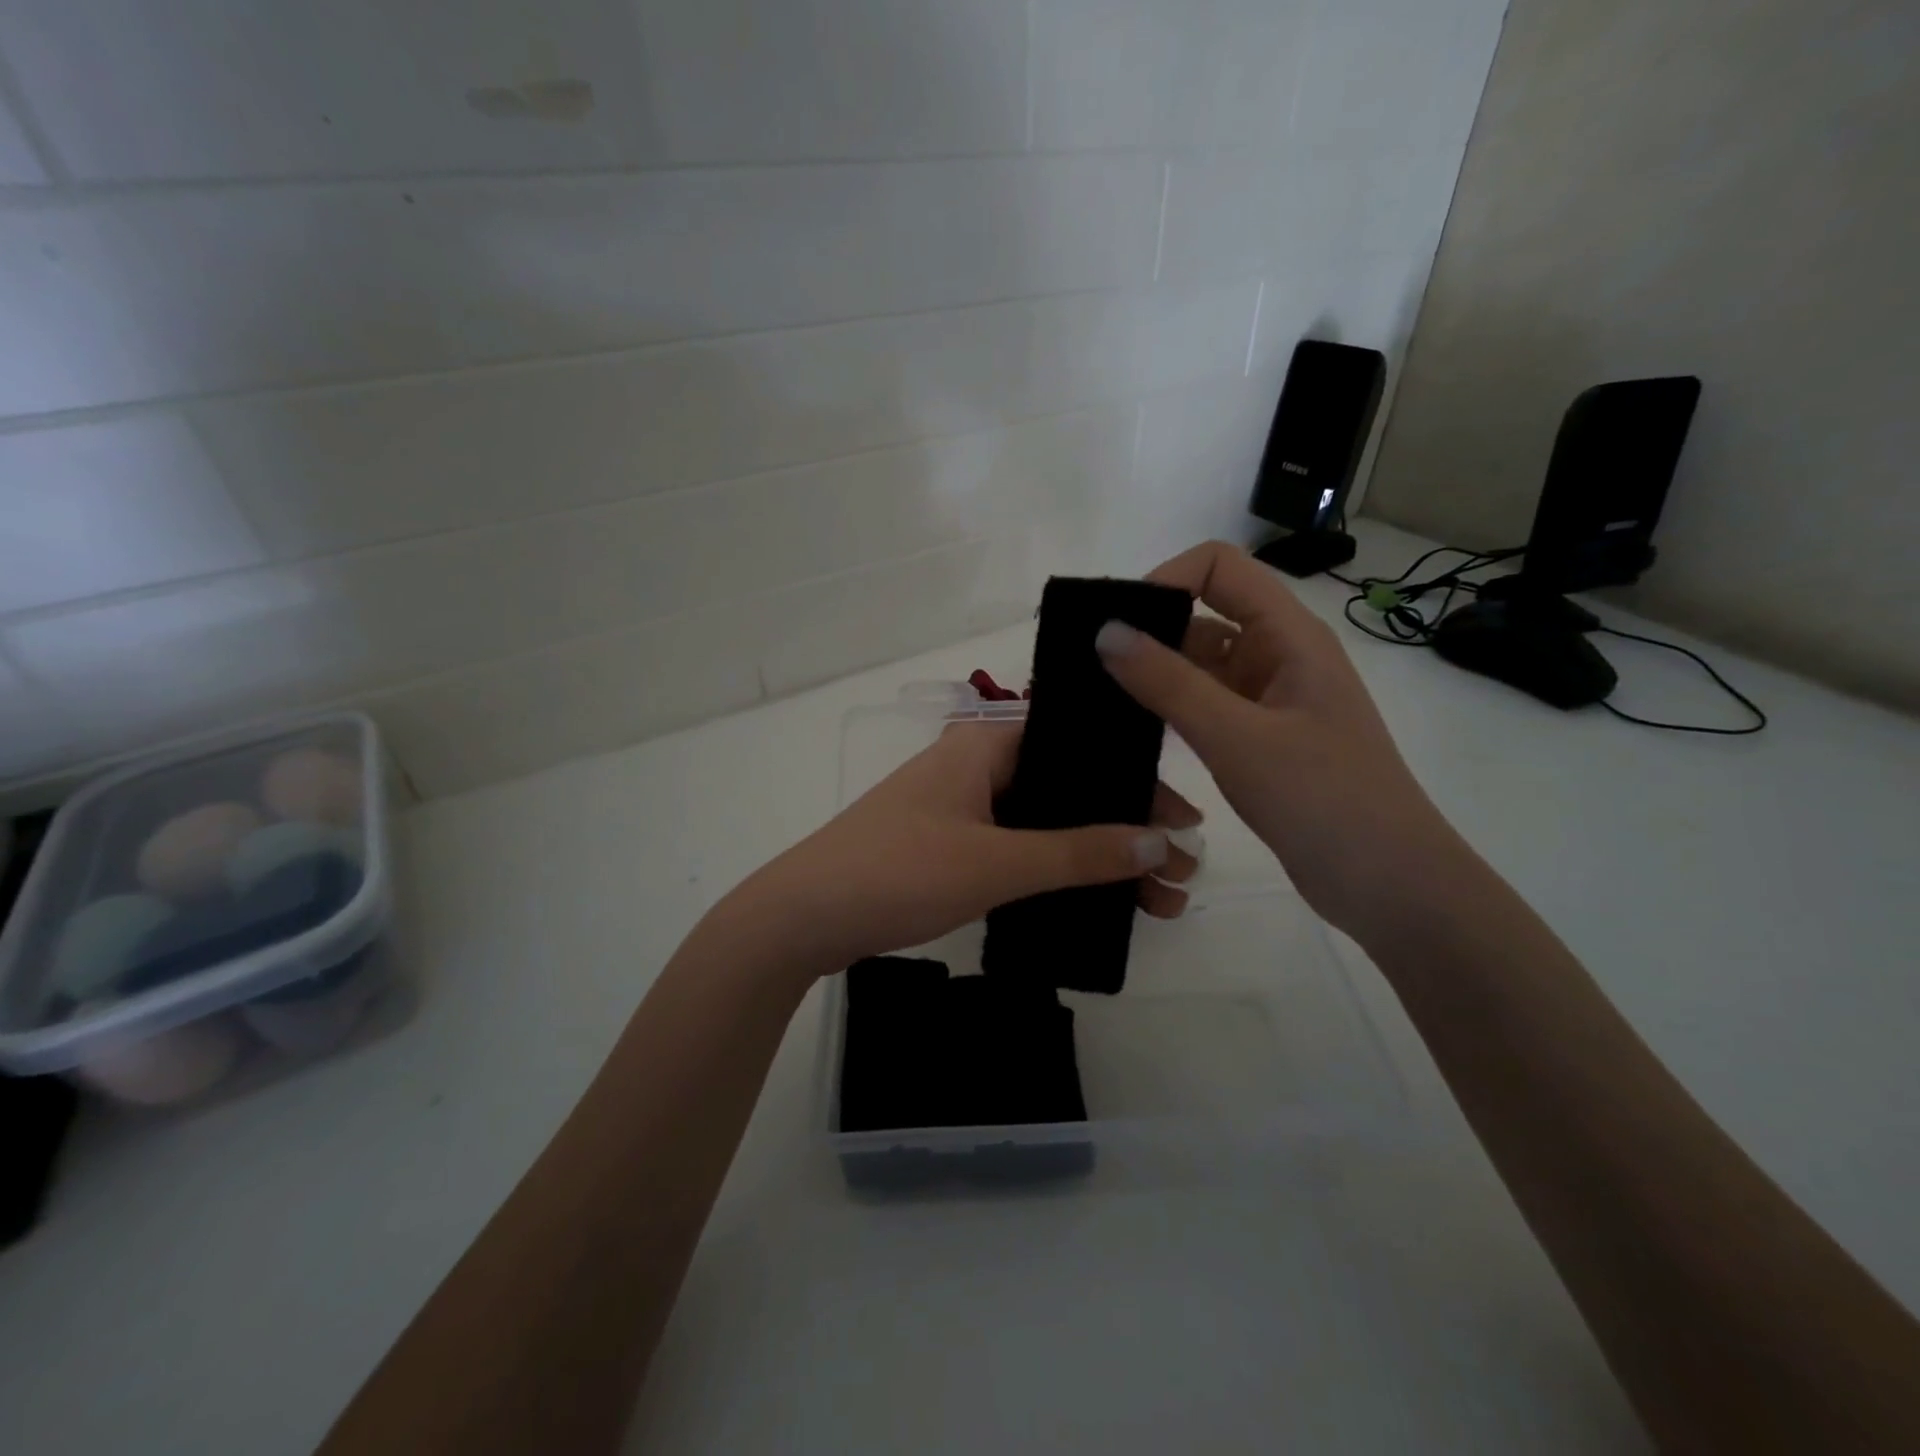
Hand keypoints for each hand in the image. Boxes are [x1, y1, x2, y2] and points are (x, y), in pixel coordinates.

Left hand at [741, 719, 1200, 972]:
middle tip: (1183, 874)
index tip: (1185, 821)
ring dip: (1099, 857)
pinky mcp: (950, 844)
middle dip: (1127, 829)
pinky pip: (1021, 847)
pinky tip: (1096, 899)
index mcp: (985, 744)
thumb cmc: (898, 872)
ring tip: (1158, 901)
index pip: (1079, 746)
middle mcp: (977, 765)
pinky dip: (1059, 869)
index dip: (1136, 780)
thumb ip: (1078, 852)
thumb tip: (1161, 842)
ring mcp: (962, 807)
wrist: (802, 918)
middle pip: (1069, 787)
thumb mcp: (996, 862)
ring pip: (1047, 822)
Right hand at [1095, 541, 1459, 940]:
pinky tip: (1131, 727)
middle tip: (1089, 663)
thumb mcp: (1238, 737)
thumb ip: (1169, 683)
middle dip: (1149, 629)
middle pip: (1204, 614)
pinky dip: (1169, 708)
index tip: (1117, 624)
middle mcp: (1279, 656)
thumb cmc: (1323, 799)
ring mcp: (1269, 700)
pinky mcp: (1259, 739)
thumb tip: (1105, 631)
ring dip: (1155, 673)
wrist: (1387, 883)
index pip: (1220, 568)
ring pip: (1200, 665)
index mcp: (1289, 636)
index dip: (1166, 579)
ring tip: (1097, 696)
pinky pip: (1204, 706)